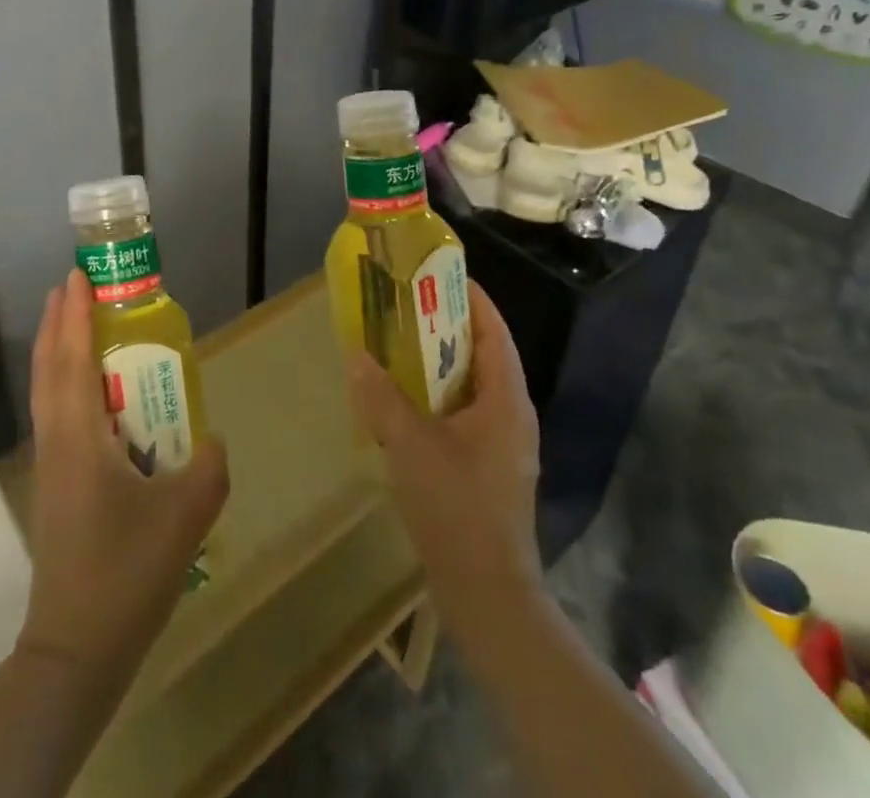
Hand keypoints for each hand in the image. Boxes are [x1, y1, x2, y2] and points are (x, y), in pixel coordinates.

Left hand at [19, 269, 228, 689]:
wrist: (75, 650)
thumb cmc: (125, 573)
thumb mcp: (185, 516)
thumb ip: (209, 467)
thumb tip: (212, 440)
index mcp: (80, 436)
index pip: (73, 358)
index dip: (74, 315)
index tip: (77, 276)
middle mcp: (58, 440)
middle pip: (50, 367)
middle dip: (59, 322)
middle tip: (75, 286)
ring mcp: (51, 464)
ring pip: (47, 391)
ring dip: (58, 350)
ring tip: (78, 324)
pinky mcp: (56, 485)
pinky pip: (56, 414)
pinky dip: (65, 383)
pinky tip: (92, 393)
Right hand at [348, 281, 540, 623]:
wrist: (487, 595)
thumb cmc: (456, 508)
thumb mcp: (411, 445)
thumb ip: (381, 397)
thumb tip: (357, 354)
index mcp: (505, 400)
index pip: (494, 331)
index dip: (471, 298)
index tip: (438, 273)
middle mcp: (512, 414)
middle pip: (482, 354)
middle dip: (447, 326)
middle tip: (406, 305)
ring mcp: (503, 444)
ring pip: (472, 386)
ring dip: (440, 363)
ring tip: (399, 345)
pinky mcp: (490, 468)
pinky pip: (465, 413)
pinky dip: (438, 397)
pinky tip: (405, 403)